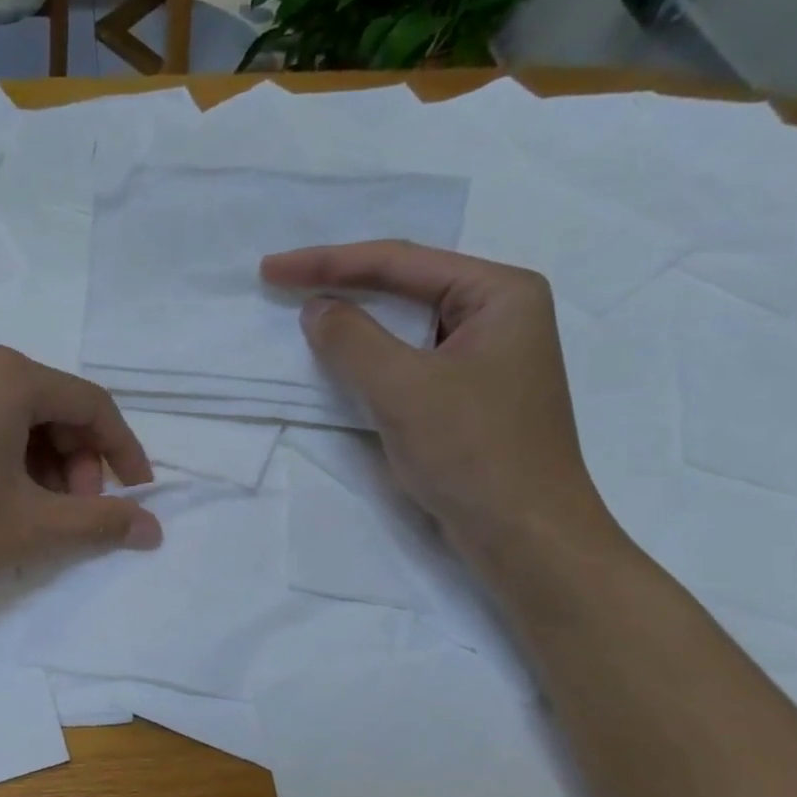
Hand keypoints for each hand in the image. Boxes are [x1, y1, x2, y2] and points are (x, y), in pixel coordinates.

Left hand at [0, 345, 160, 628]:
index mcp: (5, 375)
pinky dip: (2, 454)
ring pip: (12, 414)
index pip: (90, 404)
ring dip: (41, 460)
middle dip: (76, 460)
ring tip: (36, 512)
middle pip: (50, 405)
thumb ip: (101, 522)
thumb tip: (153, 528)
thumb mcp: (32, 528)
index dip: (123, 450)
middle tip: (76, 511)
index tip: (137, 494)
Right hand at [262, 240, 613, 567]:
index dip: (328, 262)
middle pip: (406, 285)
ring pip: (406, 325)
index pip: (400, 262)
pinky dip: (372, 357)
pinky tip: (341, 360)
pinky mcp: (471, 394)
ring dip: (355, 321)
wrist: (524, 534)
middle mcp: (500, 314)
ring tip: (303, 313)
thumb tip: (316, 309)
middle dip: (342, 283)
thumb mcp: (402, 388)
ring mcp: (487, 356)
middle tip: (283, 282)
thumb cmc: (472, 452)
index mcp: (500, 292)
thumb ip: (352, 339)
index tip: (271, 269)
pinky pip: (411, 360)